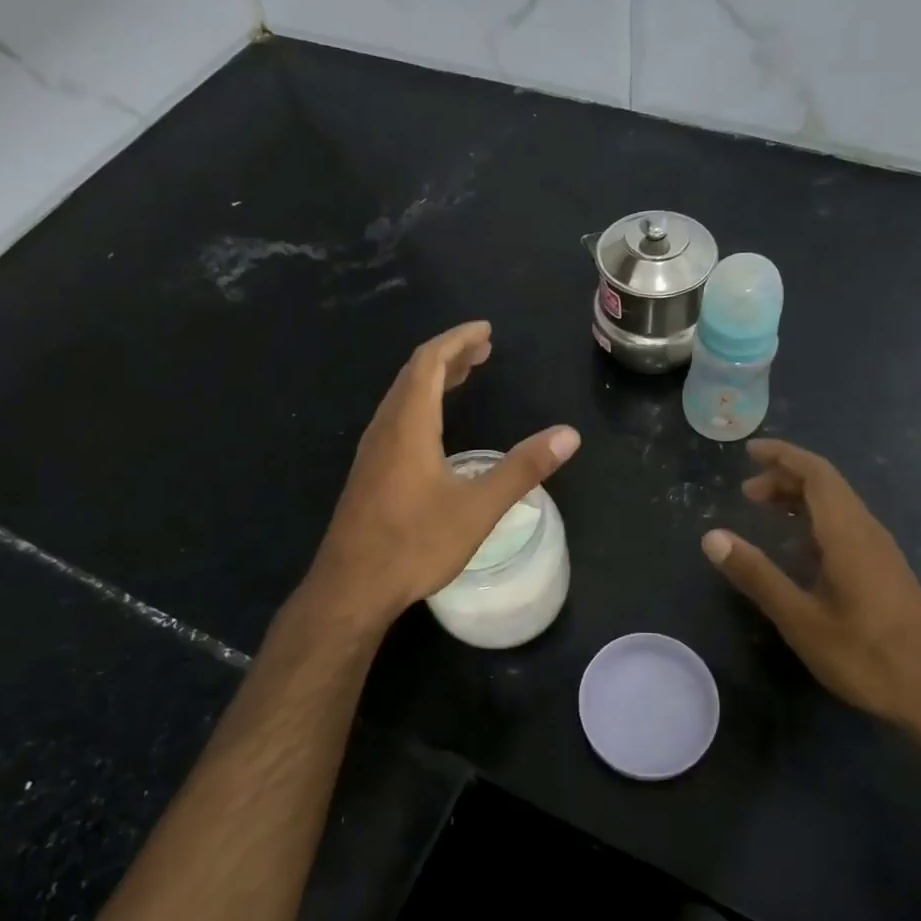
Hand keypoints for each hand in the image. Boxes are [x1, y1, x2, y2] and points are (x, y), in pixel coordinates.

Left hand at [307, 321, 579, 625]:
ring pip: (402, 397)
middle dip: (449, 356)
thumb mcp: (478, 508)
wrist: (350, 588)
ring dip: (433, 379)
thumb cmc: (415, 544)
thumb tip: (569, 435)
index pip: (429, 362)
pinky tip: (436, 427)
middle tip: (483, 350)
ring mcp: (372, 452)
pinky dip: (422, 403)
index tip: (485, 331)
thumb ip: (523, 469)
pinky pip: (396, 418)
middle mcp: (385, 429)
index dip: (458, 341)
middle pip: (413, 374)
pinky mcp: (369, 473)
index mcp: (409, 425)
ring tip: (465, 376)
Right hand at [702, 439, 920, 747]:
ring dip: (800, 497)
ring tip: (764, 510)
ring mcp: (882, 551)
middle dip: (785, 477)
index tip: (750, 451)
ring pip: (838, 505)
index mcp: (848, 534)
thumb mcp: (800, 619)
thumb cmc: (865, 657)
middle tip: (747, 492)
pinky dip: (815, 519)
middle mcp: (868, 532)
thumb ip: (756, 574)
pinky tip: (799, 547)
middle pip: (827, 485)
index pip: (817, 474)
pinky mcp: (887, 571)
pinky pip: (847, 525)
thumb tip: (712, 536)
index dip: (784, 456)